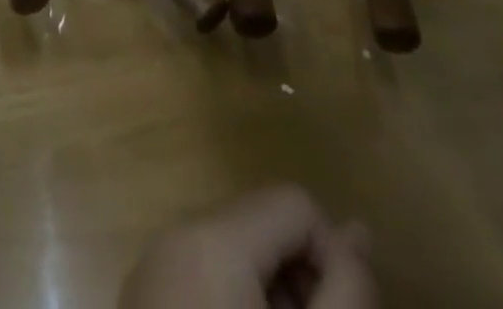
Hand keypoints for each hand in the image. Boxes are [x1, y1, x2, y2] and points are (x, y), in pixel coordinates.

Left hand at [120, 184, 377, 308]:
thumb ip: (346, 291)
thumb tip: (359, 232)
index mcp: (213, 234)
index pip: (296, 204)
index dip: (331, 261)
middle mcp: (178, 232)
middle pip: (262, 227)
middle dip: (302, 285)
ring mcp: (154, 266)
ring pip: (236, 255)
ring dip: (273, 302)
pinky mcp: (143, 299)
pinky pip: (205, 279)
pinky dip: (237, 307)